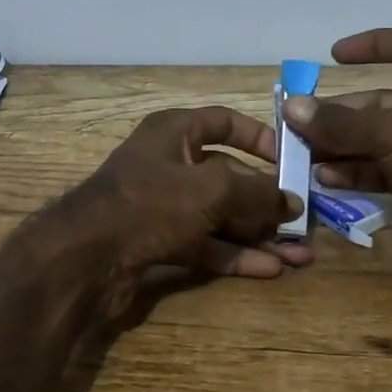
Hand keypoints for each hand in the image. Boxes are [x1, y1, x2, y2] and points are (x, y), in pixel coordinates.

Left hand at [63, 106, 313, 278]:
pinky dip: (235, 255)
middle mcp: (169, 164)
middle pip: (228, 176)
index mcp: (174, 132)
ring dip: (258, 234)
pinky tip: (271, 269)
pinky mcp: (159, 242)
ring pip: (220, 216)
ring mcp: (163, 206)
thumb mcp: (211, 190)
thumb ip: (256, 193)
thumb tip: (292, 202)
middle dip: (267, 200)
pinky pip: (206, 244)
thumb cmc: (151, 203)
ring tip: (301, 254)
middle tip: (305, 220)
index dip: (260, 137)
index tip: (291, 161)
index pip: (224, 122)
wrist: (86, 257)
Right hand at [283, 27, 391, 290]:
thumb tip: (291, 107)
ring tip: (303, 153)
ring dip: (343, 145)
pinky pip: (386, 170)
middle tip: (299, 123)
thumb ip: (341, 123)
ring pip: (381, 139)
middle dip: (341, 113)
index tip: (334, 56)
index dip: (374, 44)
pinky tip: (326, 178)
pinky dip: (358, 172)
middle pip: (384, 101)